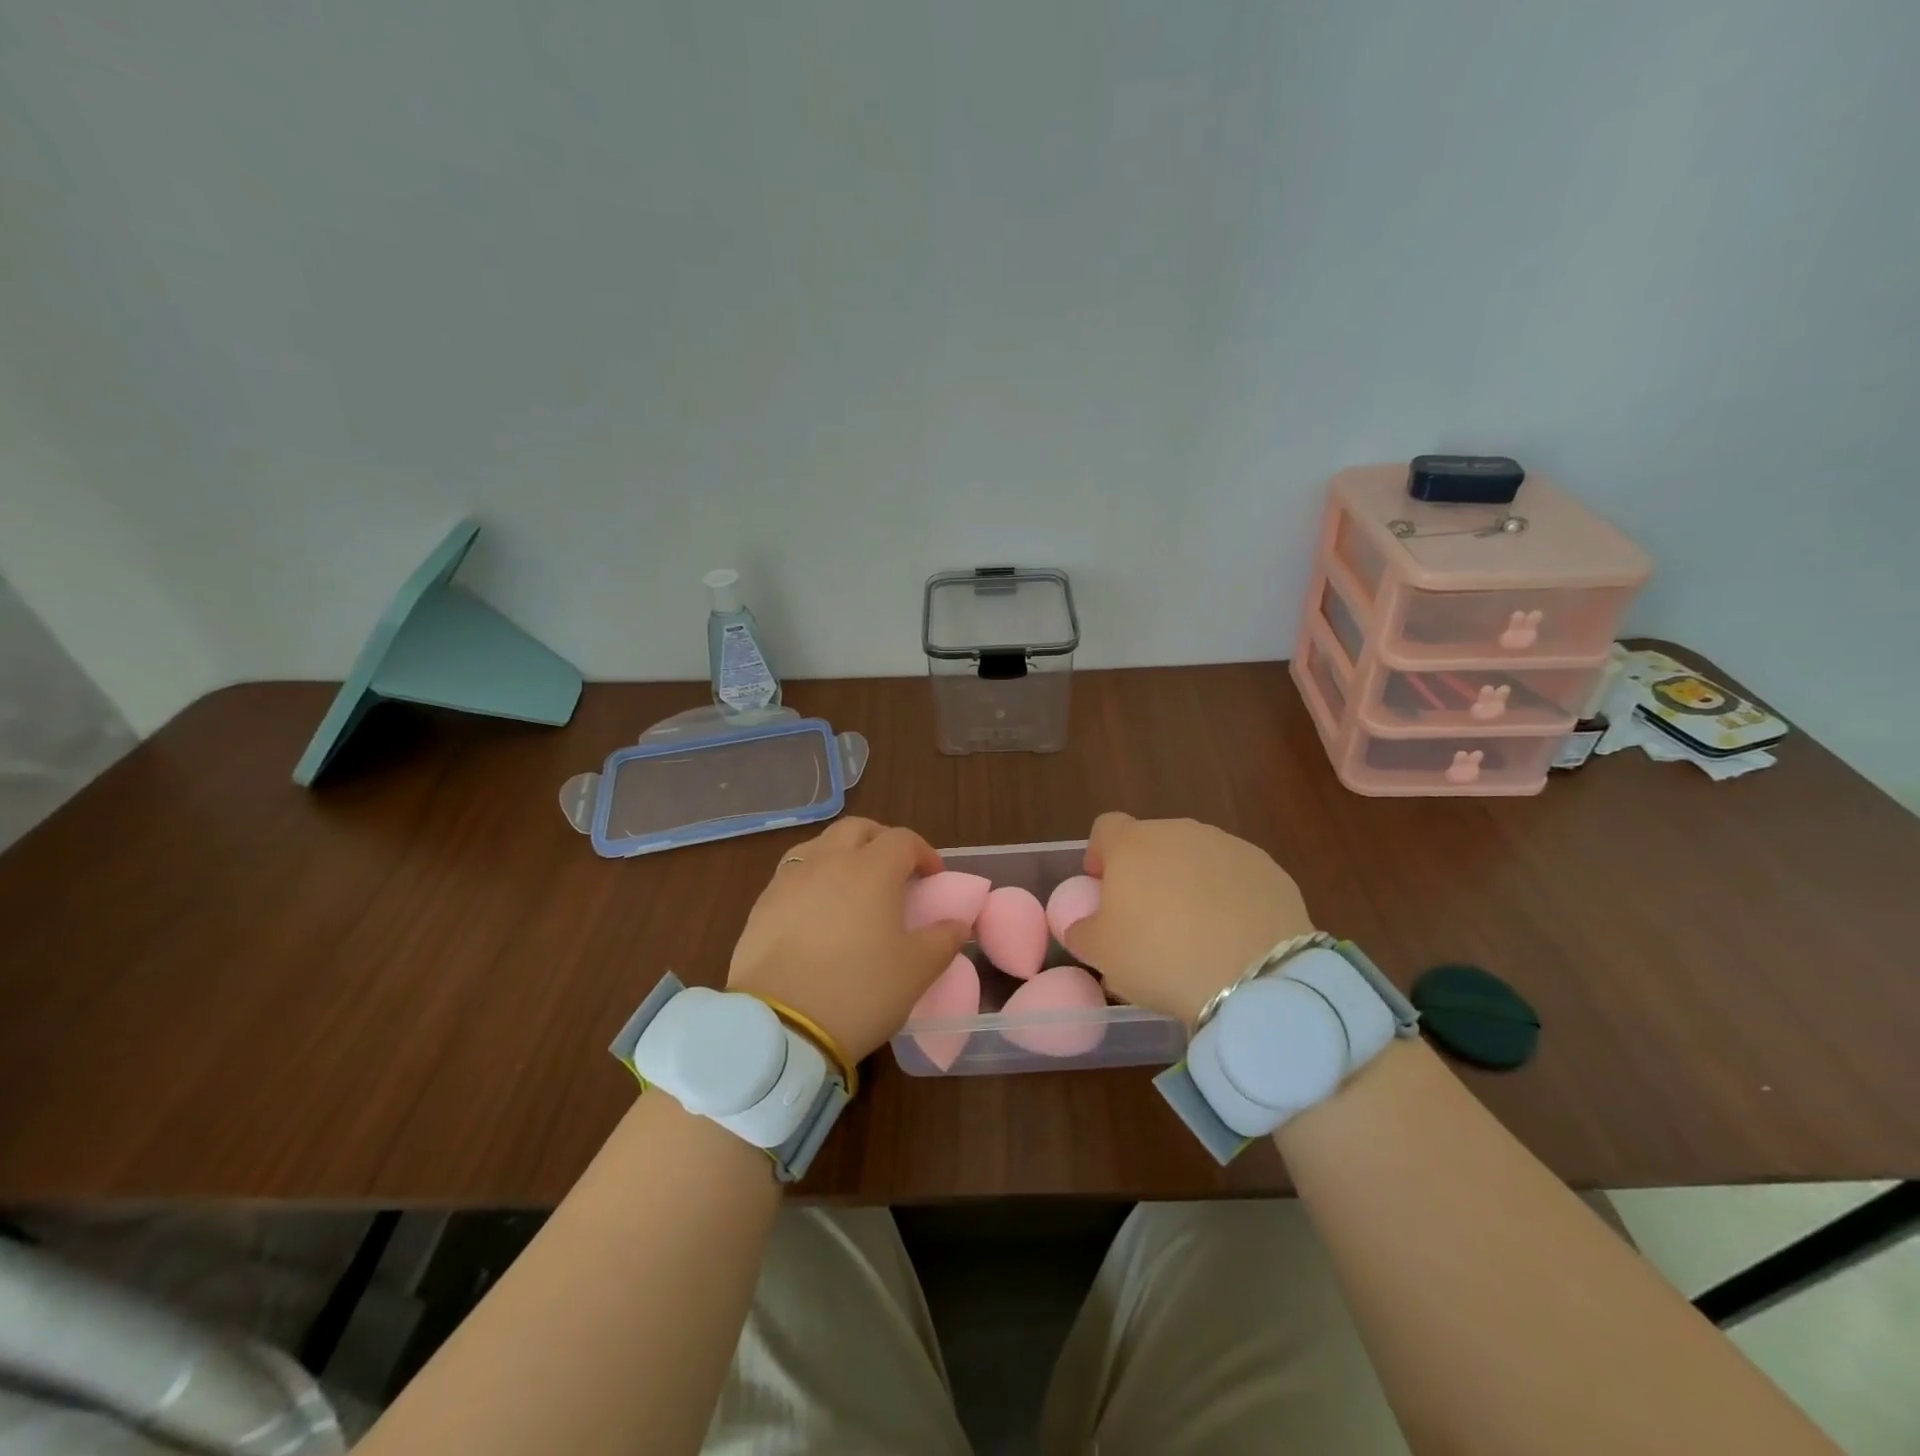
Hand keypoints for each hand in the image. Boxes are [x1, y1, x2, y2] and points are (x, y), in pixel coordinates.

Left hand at [727, 818, 970, 1062]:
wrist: (779, 1026)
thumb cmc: (859, 991)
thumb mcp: (916, 971)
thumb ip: (943, 940)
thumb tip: (957, 923)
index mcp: (872, 869)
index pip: (903, 840)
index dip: (923, 853)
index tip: (933, 878)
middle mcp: (829, 861)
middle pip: (857, 829)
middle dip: (880, 840)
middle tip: (894, 871)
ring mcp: (790, 880)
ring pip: (820, 845)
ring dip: (842, 854)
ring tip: (852, 886)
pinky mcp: (762, 904)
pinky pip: (793, 874)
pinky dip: (812, 879)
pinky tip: (816, 911)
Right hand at [1063, 814, 1315, 1027]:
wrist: (1254, 977)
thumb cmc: (1159, 956)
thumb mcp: (1100, 953)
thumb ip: (1081, 930)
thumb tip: (1082, 924)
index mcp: (1133, 843)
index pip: (1105, 828)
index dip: (1100, 856)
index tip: (1102, 890)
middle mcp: (1179, 832)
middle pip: (1153, 843)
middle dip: (1147, 873)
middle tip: (1147, 920)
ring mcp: (1229, 846)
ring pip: (1196, 859)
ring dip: (1189, 884)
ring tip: (1194, 934)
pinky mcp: (1269, 870)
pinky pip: (1236, 878)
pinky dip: (1229, 898)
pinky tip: (1232, 938)